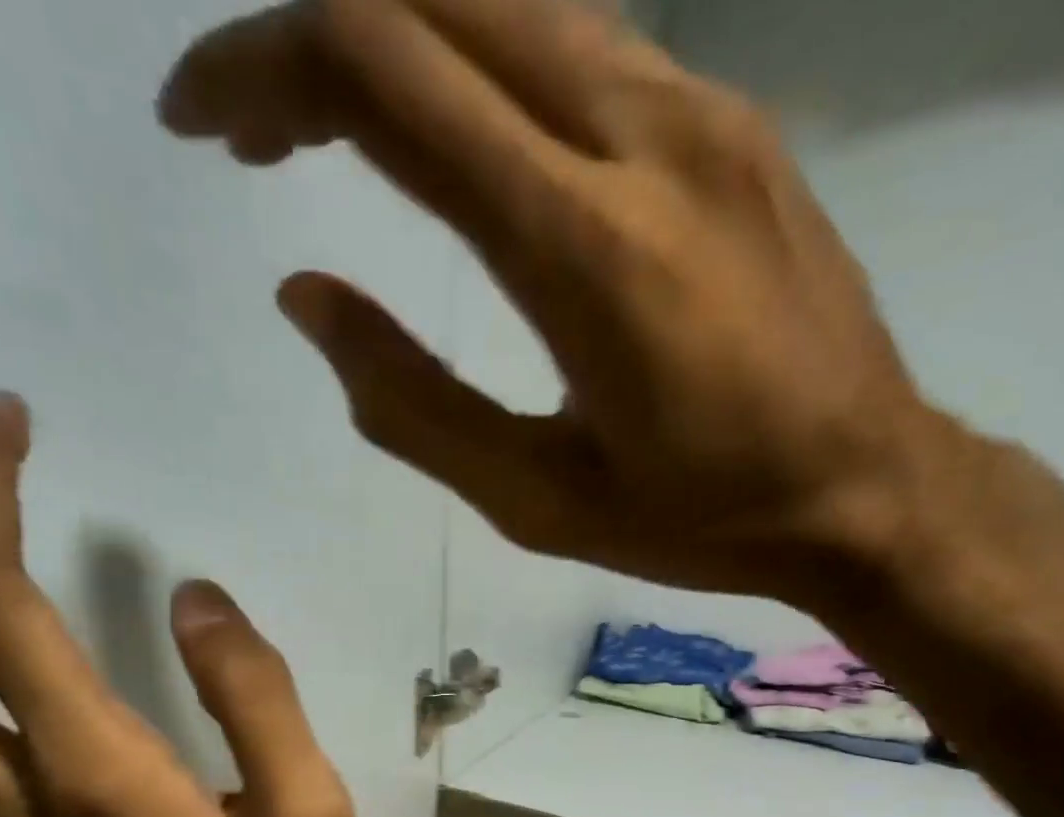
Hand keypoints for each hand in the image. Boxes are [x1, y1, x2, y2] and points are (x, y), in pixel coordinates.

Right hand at [161, 0, 944, 600]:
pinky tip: (457, 145)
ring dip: (395, 43)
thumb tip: (308, 296)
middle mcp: (642, 133)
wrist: (865, 485)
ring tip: (334, 137)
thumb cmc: (698, 519)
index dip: (261, 71)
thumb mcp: (537, 502)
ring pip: (506, 0)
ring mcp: (700, 109)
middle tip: (254, 132)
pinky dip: (480, 67)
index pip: (383, 75)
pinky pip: (578, 45)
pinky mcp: (734, 120)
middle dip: (309, 34)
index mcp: (582, 248)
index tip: (199, 123)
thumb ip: (412, 403)